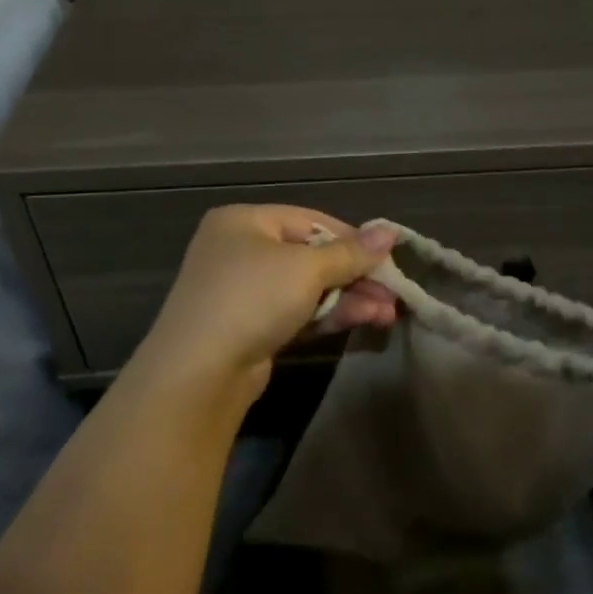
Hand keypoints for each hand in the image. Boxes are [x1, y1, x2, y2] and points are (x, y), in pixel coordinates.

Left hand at [138, 205, 397, 395]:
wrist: (199, 372)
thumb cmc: (252, 299)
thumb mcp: (307, 269)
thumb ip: (352, 252)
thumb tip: (391, 231)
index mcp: (245, 222)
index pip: (311, 221)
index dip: (353, 239)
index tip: (388, 259)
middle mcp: (241, 251)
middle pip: (312, 256)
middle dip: (356, 276)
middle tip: (393, 294)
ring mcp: (244, 292)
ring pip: (308, 288)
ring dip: (349, 299)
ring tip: (388, 314)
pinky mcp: (251, 327)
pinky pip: (297, 312)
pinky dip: (329, 316)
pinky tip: (364, 321)